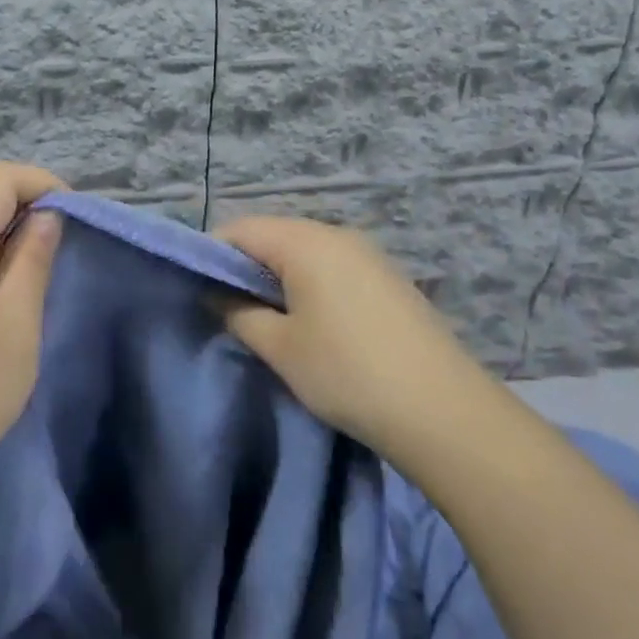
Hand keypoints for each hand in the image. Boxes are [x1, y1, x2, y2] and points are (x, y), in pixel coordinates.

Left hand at [0, 162, 64, 514]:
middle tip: (65, 265)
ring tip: (38, 296)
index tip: (77, 225)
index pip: (0, 178)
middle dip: (31, 218)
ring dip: (12, 251)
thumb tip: (46, 216)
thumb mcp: (15, 324)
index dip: (45, 185)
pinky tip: (2, 320)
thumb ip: (32, 260)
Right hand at [216, 216, 486, 455]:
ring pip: (304, 252)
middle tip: (228, 310)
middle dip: (244, 267)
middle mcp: (337, 234)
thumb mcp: (280, 347)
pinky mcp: (387, 278)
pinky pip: (333, 267)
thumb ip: (238, 313)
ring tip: (267, 321)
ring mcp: (368, 254)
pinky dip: (309, 285)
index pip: (240, 229)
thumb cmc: (346, 372)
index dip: (211, 255)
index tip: (197, 291)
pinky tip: (311, 324)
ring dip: (278, 278)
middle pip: (273, 236)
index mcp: (306, 241)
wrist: (441, 409)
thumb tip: (216, 294)